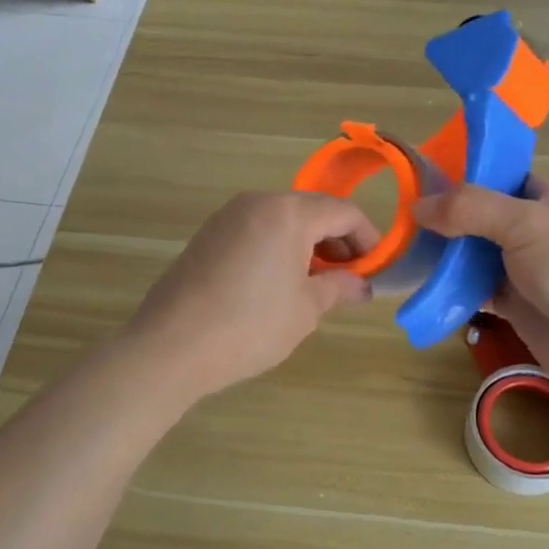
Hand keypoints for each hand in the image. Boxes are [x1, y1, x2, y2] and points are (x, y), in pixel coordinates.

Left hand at [126, 192, 377, 399]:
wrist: (171, 346)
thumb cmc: (250, 326)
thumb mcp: (306, 309)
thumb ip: (340, 288)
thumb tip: (363, 285)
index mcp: (288, 212)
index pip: (343, 212)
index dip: (368, 238)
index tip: (377, 268)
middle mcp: (257, 202)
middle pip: (312, 210)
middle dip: (337, 241)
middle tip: (349, 278)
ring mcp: (228, 217)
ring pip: (282, 219)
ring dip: (307, 244)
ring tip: (316, 284)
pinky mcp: (208, 235)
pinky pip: (256, 230)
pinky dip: (278, 247)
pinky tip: (279, 283)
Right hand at [414, 176, 548, 396]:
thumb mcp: (524, 222)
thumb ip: (470, 208)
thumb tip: (417, 206)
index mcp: (545, 199)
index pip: (498, 176)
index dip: (463, 175)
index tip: (421, 178)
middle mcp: (533, 230)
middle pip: (480, 217)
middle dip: (445, 218)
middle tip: (401, 219)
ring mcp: (523, 270)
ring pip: (474, 255)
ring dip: (445, 255)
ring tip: (403, 250)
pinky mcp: (513, 305)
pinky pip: (475, 290)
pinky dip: (452, 289)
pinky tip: (424, 286)